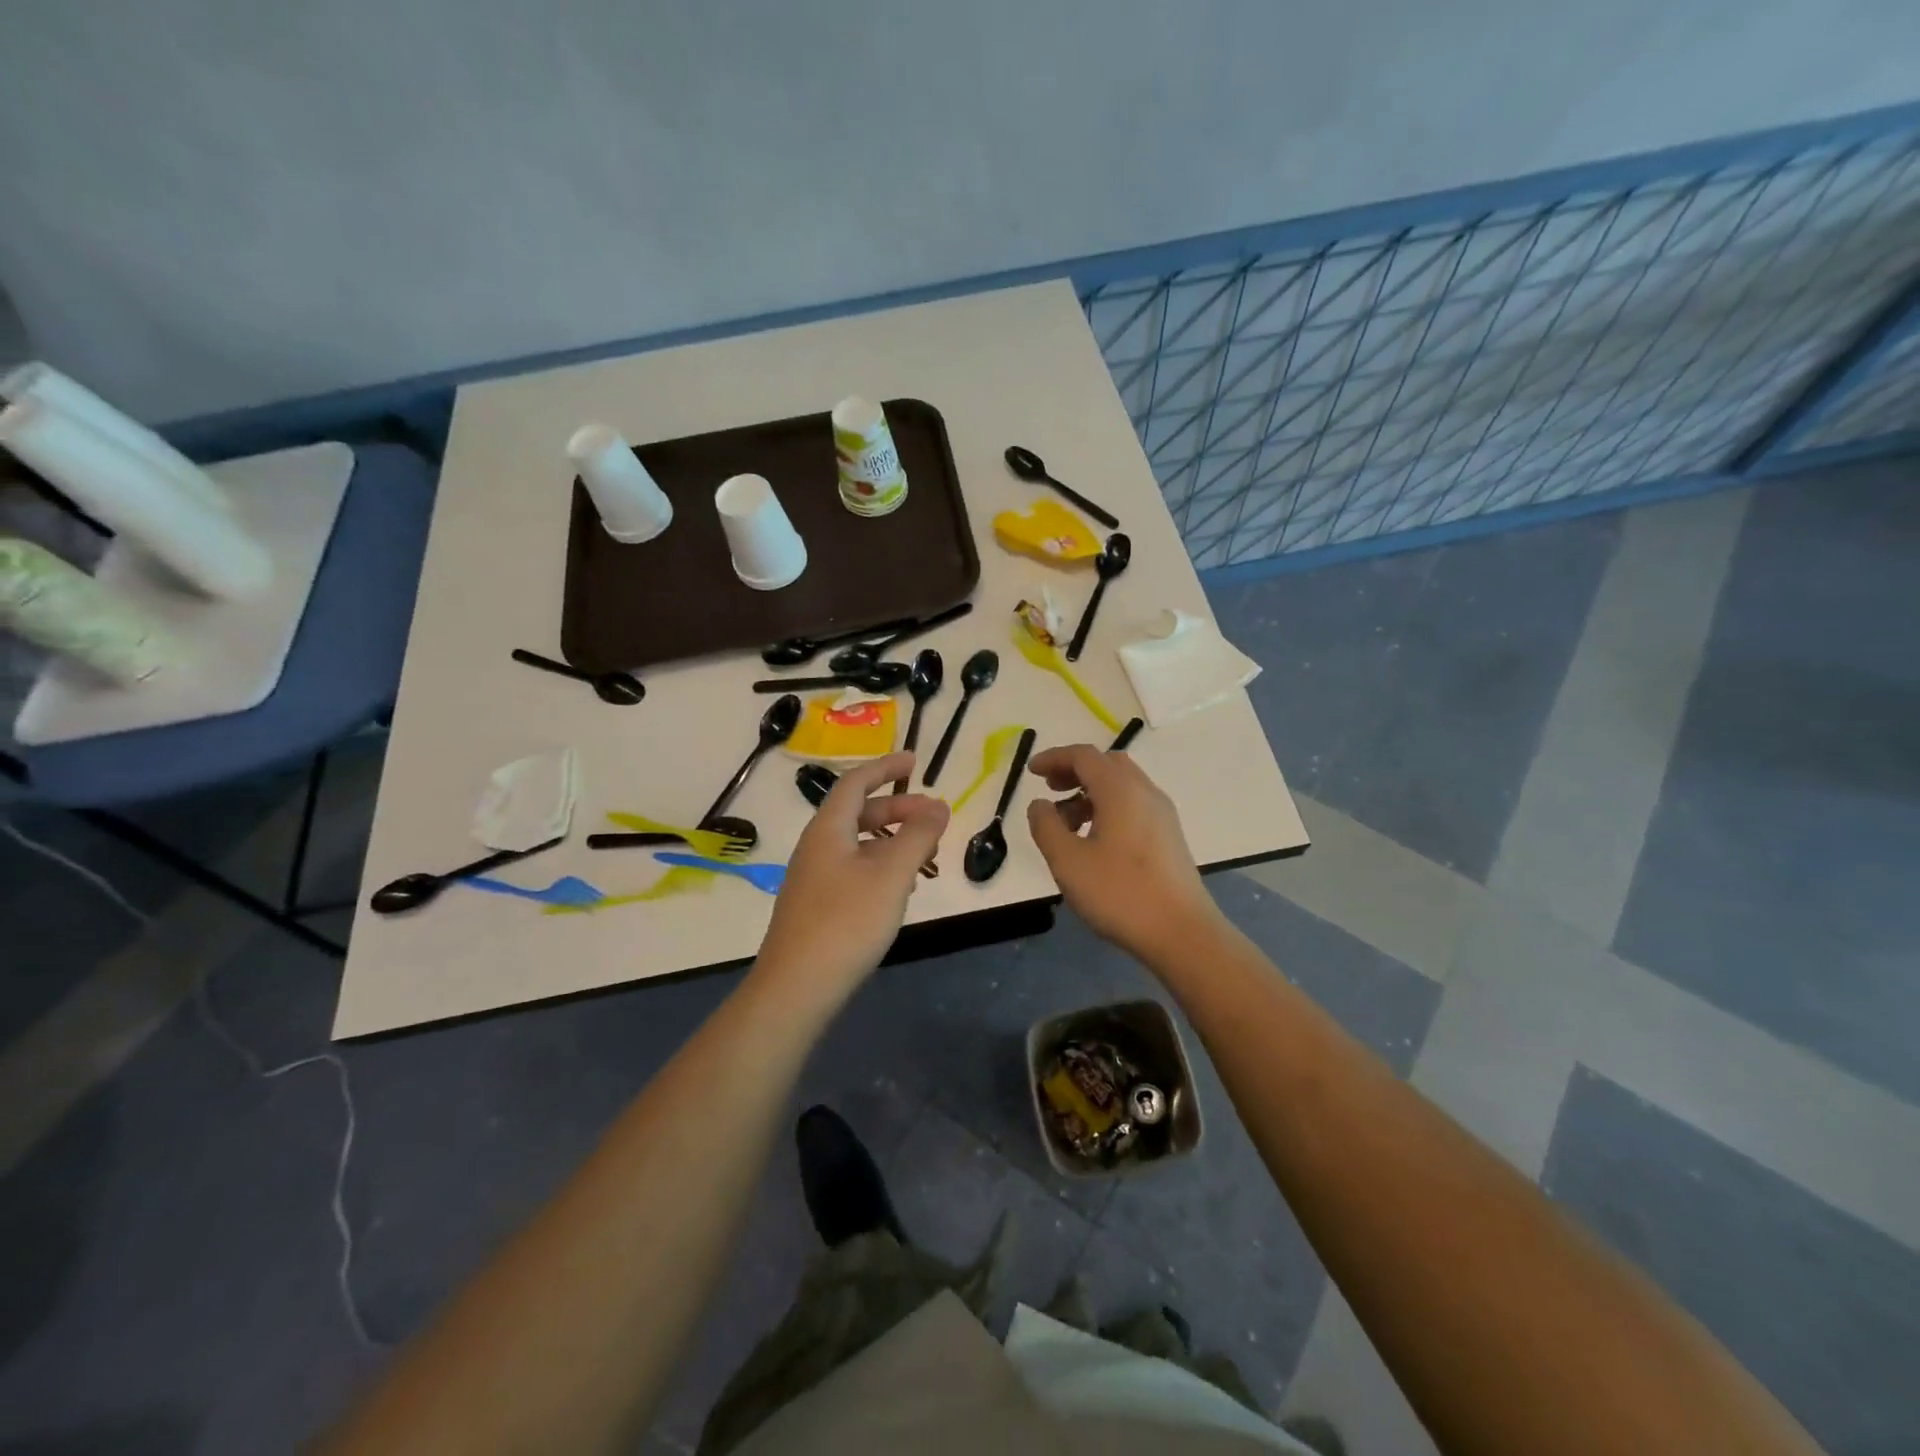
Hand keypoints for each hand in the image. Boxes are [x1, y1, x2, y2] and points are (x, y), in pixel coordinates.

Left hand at [756, 753, 948, 1000]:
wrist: (796, 988)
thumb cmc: (846, 922)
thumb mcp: (891, 874)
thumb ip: (918, 837)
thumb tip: (939, 805)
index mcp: (828, 829)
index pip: (856, 783)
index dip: (886, 767)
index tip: (916, 761)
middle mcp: (817, 847)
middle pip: (859, 813)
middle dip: (899, 809)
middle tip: (935, 817)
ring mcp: (814, 878)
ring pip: (859, 844)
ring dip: (894, 841)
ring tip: (927, 856)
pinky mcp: (818, 906)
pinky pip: (854, 870)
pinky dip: (882, 867)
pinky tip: (901, 889)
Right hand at [1026, 744, 1221, 962]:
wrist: (1182, 932)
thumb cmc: (1120, 893)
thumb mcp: (1068, 861)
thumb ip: (1046, 826)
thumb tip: (1040, 804)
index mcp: (1120, 790)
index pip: (1084, 756)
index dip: (1054, 758)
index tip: (1031, 772)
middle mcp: (1145, 792)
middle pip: (1106, 764)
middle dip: (1074, 771)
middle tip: (1050, 791)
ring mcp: (1162, 814)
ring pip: (1122, 785)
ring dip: (1090, 792)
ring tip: (1067, 824)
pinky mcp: (1169, 836)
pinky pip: (1134, 805)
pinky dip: (1108, 807)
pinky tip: (1095, 840)